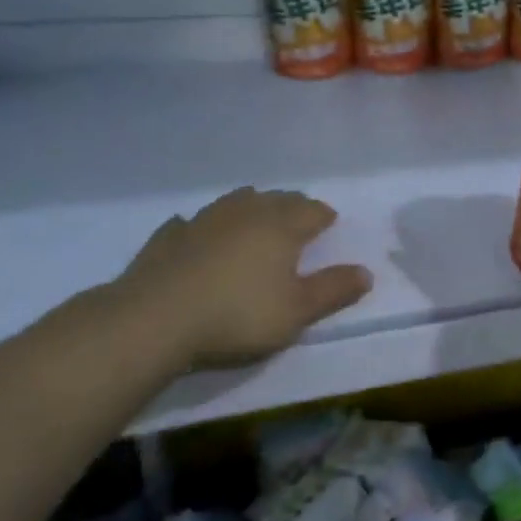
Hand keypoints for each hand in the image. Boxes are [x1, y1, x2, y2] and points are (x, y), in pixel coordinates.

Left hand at [114, 189, 371, 368]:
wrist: (153, 321)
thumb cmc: (237, 315)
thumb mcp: (297, 311)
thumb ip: (334, 290)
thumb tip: (367, 272)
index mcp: (282, 227)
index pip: (312, 210)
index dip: (324, 216)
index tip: (329, 224)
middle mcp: (246, 214)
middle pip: (277, 200)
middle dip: (292, 207)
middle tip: (299, 222)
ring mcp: (203, 221)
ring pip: (236, 202)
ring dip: (251, 208)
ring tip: (255, 221)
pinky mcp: (167, 238)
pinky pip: (190, 223)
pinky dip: (202, 227)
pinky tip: (197, 236)